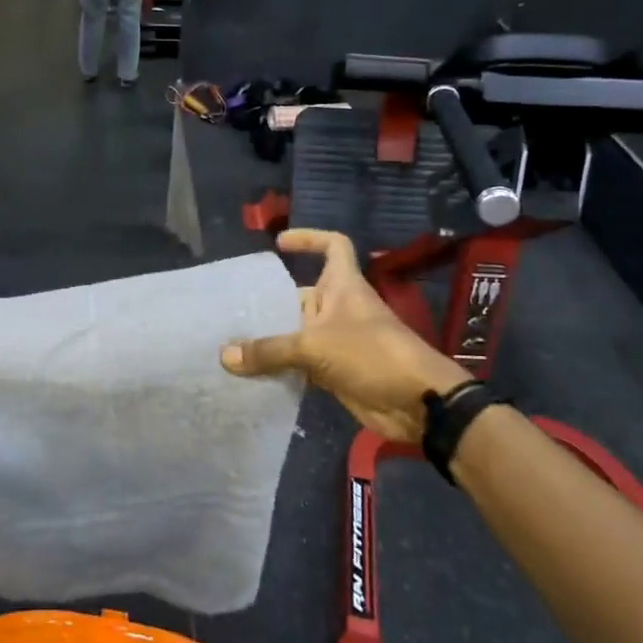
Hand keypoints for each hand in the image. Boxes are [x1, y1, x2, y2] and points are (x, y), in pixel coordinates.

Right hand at [221, 229, 468, 443]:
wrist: (418, 403)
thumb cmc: (372, 355)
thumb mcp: (315, 346)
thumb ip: (269, 350)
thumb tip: (224, 356)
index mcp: (343, 287)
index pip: (333, 247)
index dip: (310, 239)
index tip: (280, 244)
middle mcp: (340, 310)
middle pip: (301, 296)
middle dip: (271, 302)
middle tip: (232, 310)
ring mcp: (338, 342)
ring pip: (297, 333)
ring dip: (271, 339)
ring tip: (231, 344)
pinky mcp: (336, 372)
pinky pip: (300, 365)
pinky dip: (280, 369)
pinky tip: (250, 376)